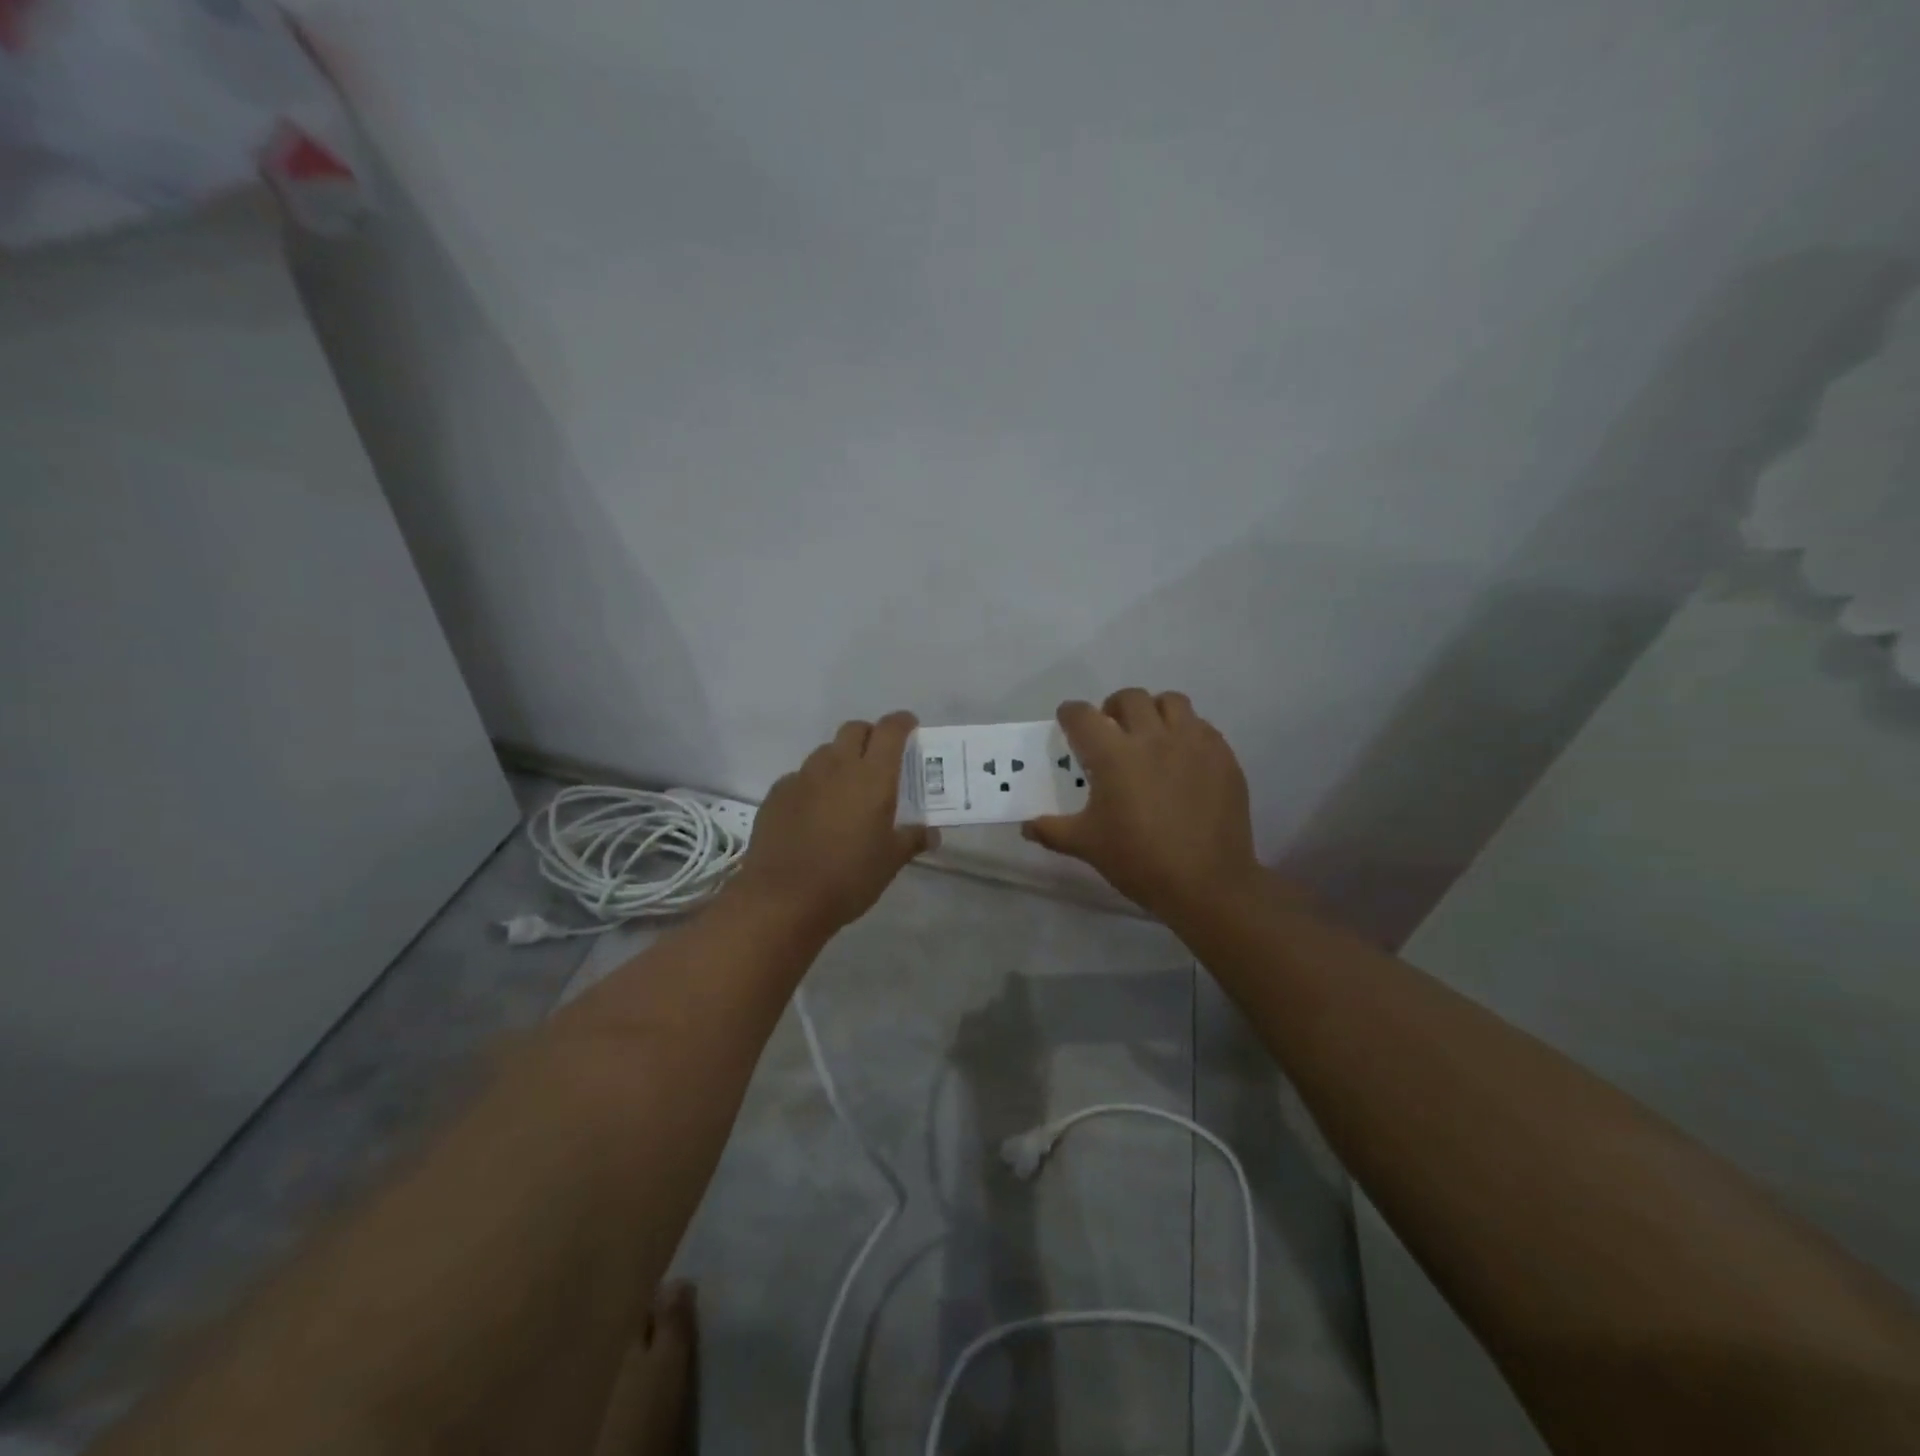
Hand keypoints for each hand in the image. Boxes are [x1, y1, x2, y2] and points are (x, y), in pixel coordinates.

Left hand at [732, 711, 933, 935]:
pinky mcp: (776, 795)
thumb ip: (912, 840)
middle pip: (854, 730)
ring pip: (826, 752)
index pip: (890, 730)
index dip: (902, 723)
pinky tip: (814, 812)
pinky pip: (800, 777)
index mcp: (872, 777)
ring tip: (847, 789)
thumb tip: (931, 833)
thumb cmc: (848, 878)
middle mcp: (837, 766)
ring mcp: (802, 778)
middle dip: (870, 736)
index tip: (910, 727)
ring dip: (841, 760)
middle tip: (880, 759)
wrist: (782, 899)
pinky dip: (813, 784)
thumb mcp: (890, 862)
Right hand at [1023, 689, 1260, 923]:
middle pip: (1129, 698)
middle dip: (1113, 708)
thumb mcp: (1086, 846)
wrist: (1207, 883)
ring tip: (1150, 735)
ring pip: (1171, 702)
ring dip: (1154, 711)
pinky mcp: (1222, 755)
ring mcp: (1192, 742)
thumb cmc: (1139, 861)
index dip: (1070, 714)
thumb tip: (1025, 827)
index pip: (1083, 716)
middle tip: (1110, 731)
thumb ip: (1051, 830)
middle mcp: (1153, 737)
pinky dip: (1186, 731)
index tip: (1068, 721)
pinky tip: (1182, 758)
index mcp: (1114, 755)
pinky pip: (1201, 726)